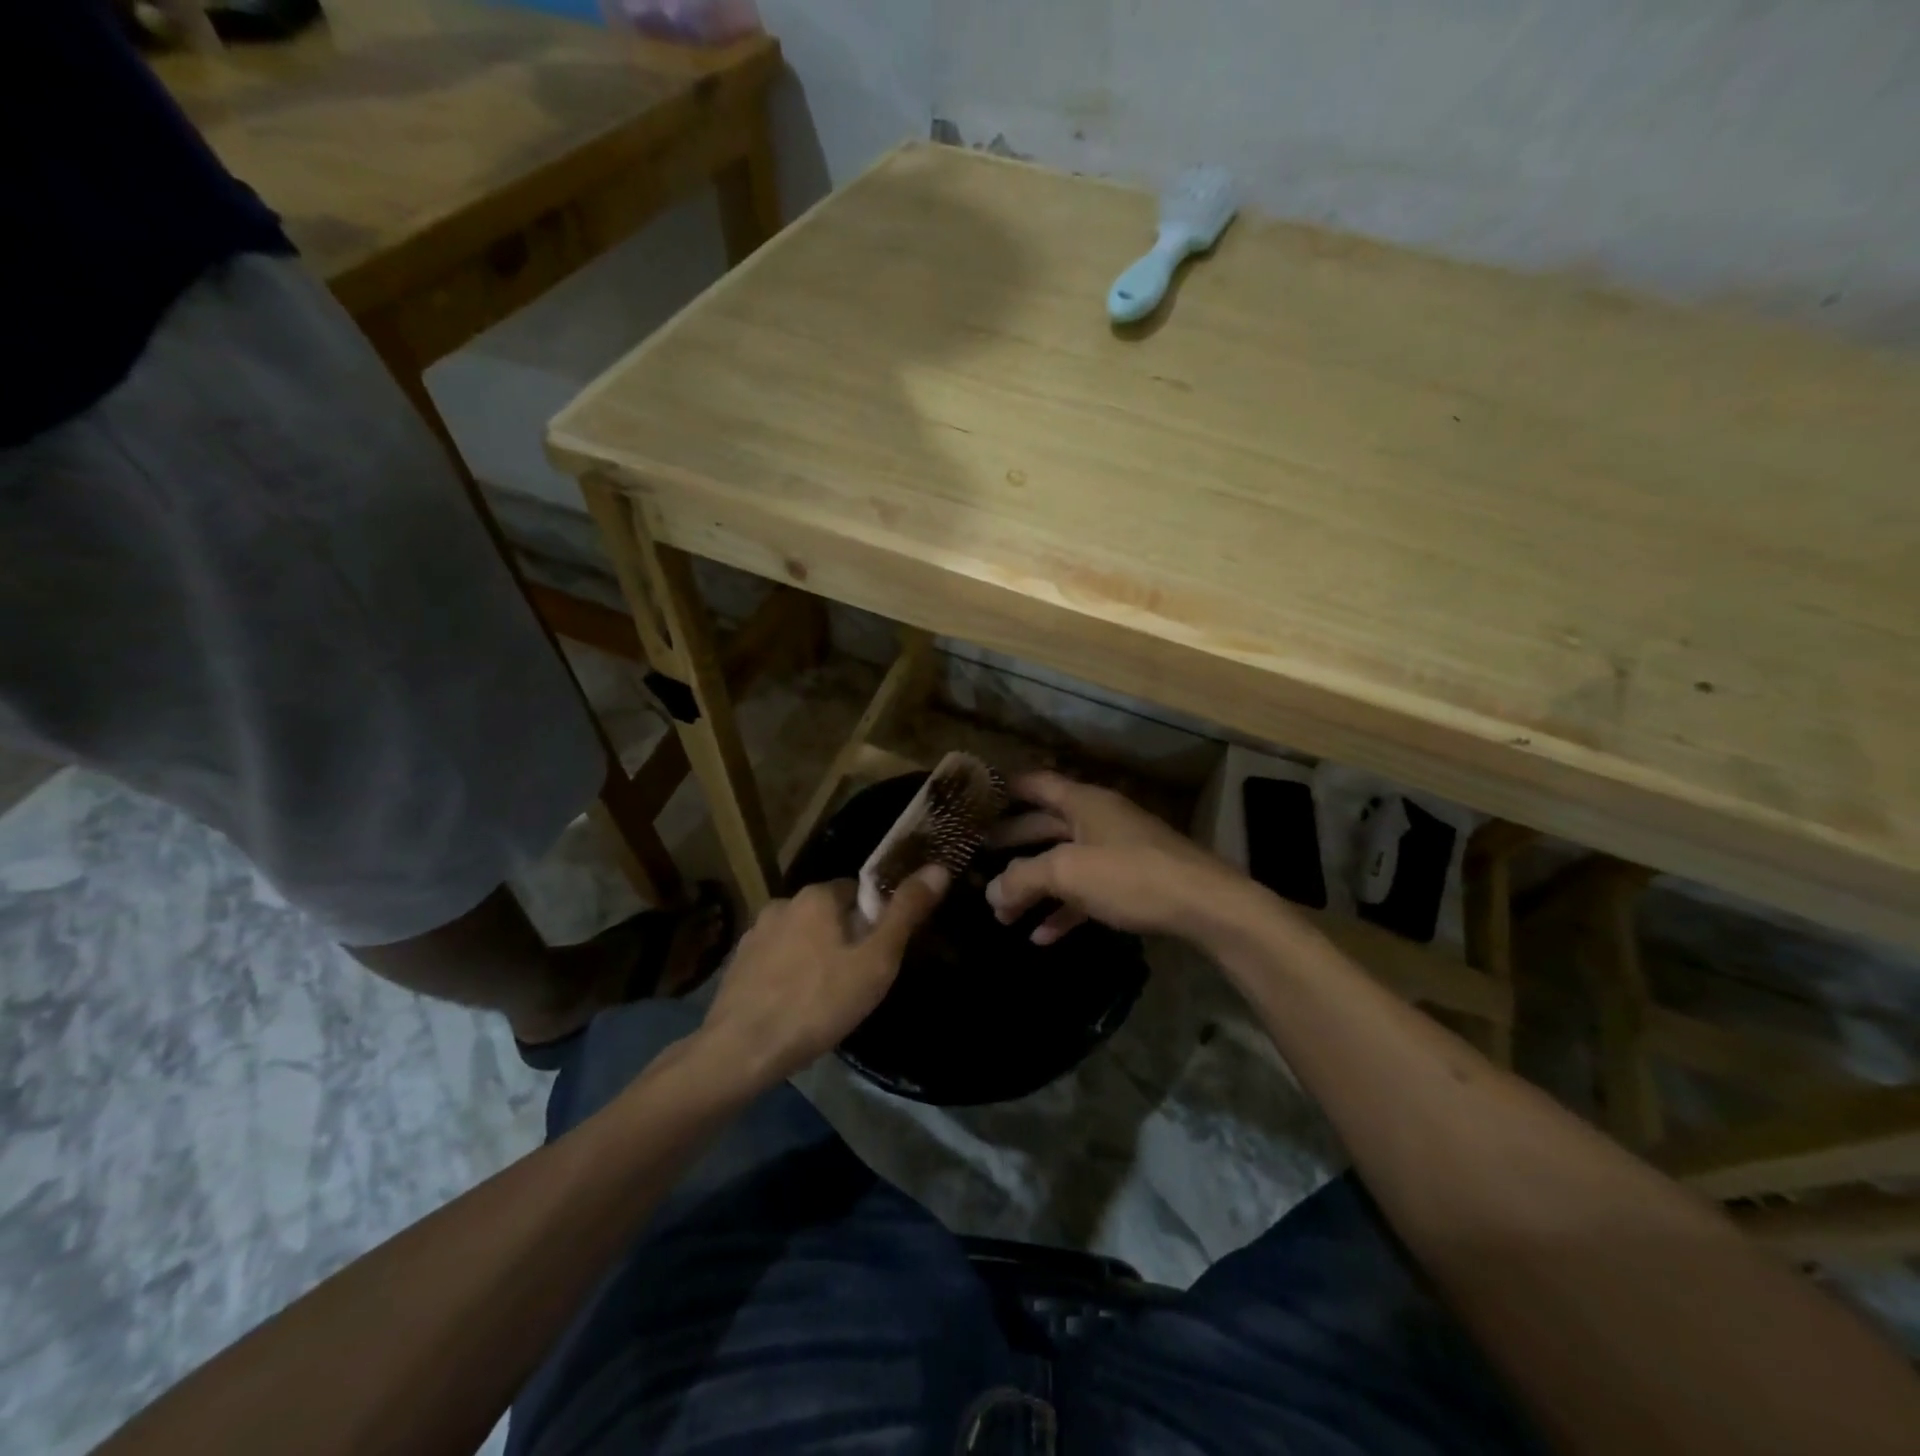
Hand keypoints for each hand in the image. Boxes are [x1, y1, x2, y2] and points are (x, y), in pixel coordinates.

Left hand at [700, 867, 949, 1085]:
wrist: (741, 1051)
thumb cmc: (818, 1003)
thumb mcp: (876, 961)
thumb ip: (906, 912)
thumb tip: (939, 868)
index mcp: (818, 895)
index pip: (859, 892)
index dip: (875, 921)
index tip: (880, 955)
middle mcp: (784, 902)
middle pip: (829, 913)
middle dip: (845, 938)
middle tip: (857, 980)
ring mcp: (755, 933)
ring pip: (801, 936)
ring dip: (815, 955)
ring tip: (825, 997)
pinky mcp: (737, 963)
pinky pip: (777, 959)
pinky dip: (789, 973)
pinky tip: (795, 1004)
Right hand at [985, 771, 1246, 943]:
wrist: (1205, 906)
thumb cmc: (1130, 875)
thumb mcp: (1068, 872)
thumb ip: (1023, 878)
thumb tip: (991, 892)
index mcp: (1083, 802)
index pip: (1035, 783)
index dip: (1005, 789)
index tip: (975, 800)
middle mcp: (1098, 819)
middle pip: (1044, 826)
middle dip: (1012, 844)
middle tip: (976, 857)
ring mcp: (1116, 852)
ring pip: (1064, 865)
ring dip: (1033, 887)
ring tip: (1001, 912)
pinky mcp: (1131, 884)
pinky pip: (1086, 893)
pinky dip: (1063, 911)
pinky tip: (1040, 937)